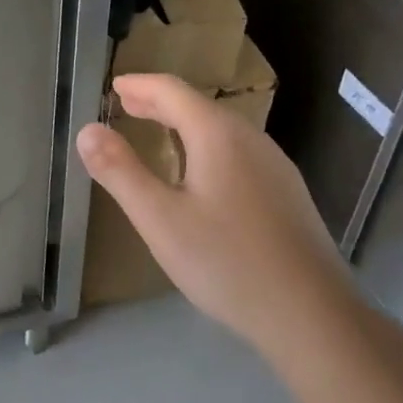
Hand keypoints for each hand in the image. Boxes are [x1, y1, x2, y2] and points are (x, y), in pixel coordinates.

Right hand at [76, 73, 357, 359]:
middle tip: (127, 104)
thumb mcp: (160, 219)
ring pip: (221, 129)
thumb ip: (120, 172)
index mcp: (218, 134)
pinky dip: (206, 145)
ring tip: (157, 133)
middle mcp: (250, 138)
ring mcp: (275, 165)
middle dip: (159, 102)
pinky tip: (201, 174)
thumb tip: (87, 130)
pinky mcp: (287, 193)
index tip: (115, 85)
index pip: (172, 91)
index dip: (140, 85)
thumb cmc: (228, 263)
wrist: (315, 317)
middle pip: (198, 106)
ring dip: (183, 123)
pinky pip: (238, 150)